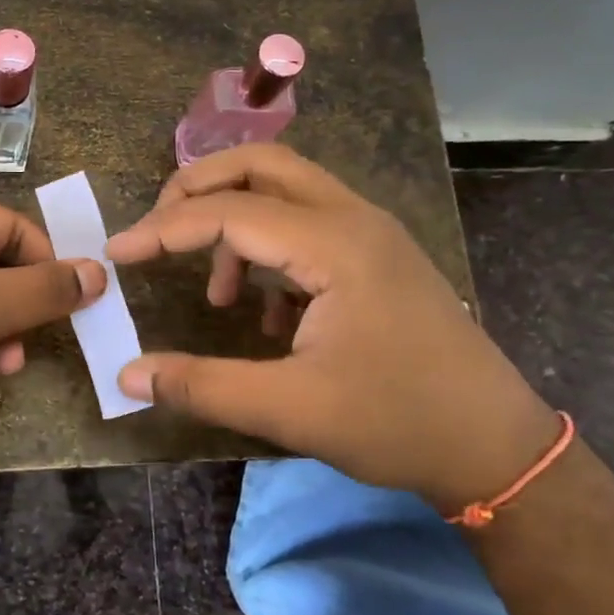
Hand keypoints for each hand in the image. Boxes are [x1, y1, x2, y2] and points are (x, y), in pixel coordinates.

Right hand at [105, 145, 558, 510]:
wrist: (496, 449)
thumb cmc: (397, 423)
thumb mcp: (289, 409)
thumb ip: (201, 385)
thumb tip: (127, 375)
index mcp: (334, 245)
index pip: (229, 212)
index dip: (163, 229)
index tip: (117, 254)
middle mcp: (354, 220)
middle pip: (261, 165)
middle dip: (199, 188)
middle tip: (158, 230)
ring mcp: (372, 235)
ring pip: (287, 190)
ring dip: (235, 221)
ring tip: (219, 293)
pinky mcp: (378, 259)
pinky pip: (308, 225)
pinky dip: (269, 249)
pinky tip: (267, 314)